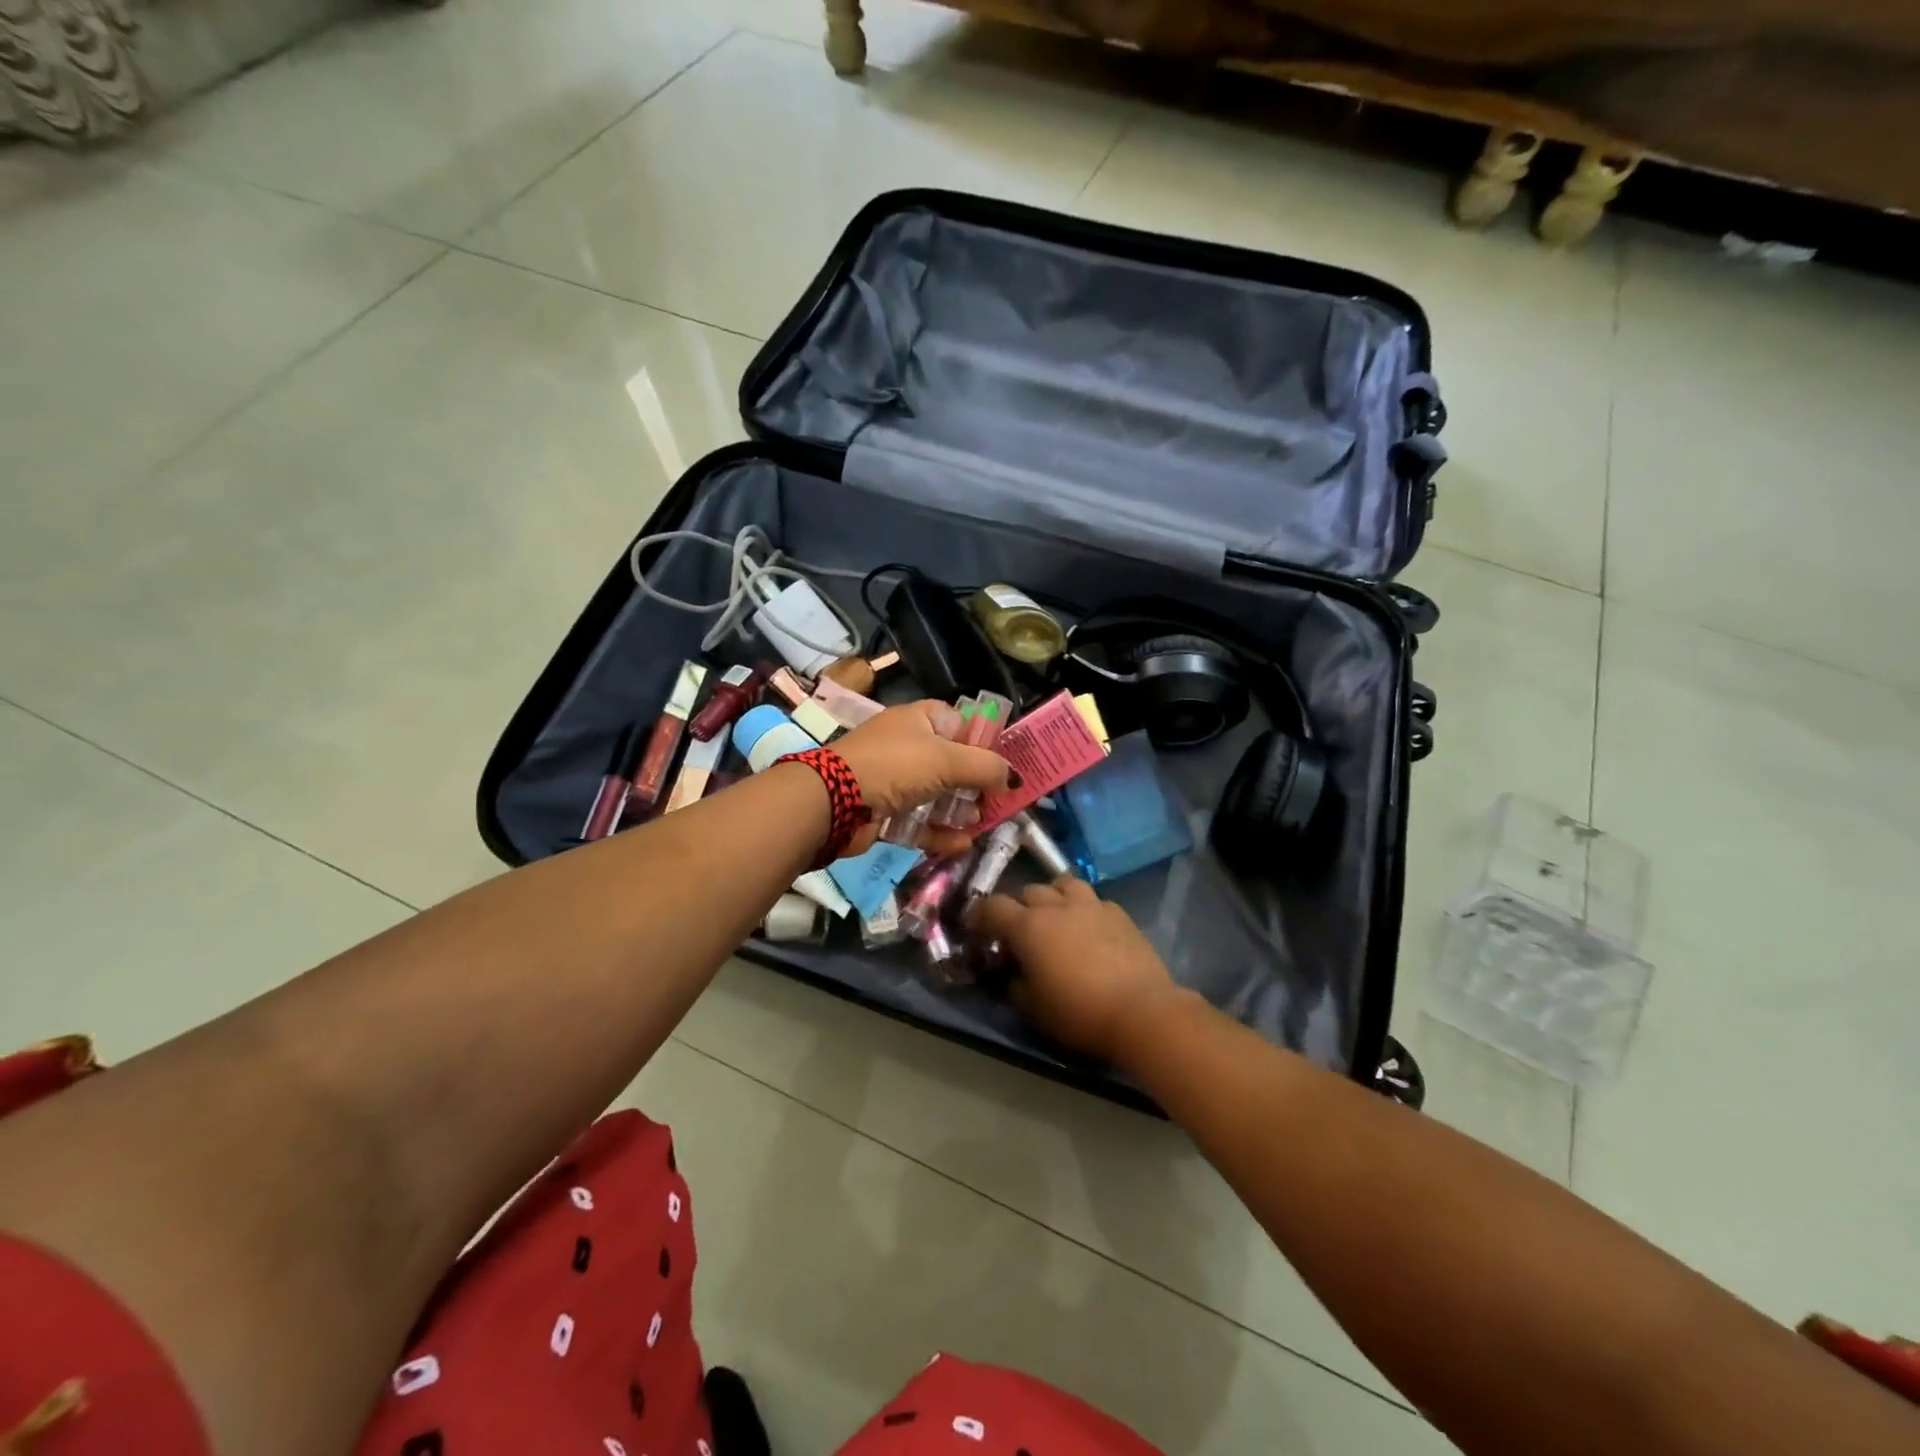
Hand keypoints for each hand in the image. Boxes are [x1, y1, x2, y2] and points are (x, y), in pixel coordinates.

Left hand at [831, 701, 1017, 855]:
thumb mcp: (947, 760)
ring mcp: (893, 780)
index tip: (1004, 765)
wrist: (832, 801)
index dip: (983, 742)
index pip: (960, 723)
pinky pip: (918, 822)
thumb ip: (987, 768)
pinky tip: (962, 844)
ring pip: (936, 795)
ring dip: (960, 810)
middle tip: (999, 800)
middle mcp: (907, 746)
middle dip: (976, 783)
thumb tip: (1015, 778)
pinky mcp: (883, 812)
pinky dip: (939, 833)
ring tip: (982, 823)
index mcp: (920, 719)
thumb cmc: (895, 766)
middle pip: (951, 763)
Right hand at [969, 878, 1184, 1063]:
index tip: (977, 930)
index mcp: (1028, 926)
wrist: (1141, 1011)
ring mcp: (1091, 905)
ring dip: (1053, 897)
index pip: (993, 907)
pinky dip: (1084, 909)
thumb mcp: (1033, 1008)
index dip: (981, 916)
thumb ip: (1015, 984)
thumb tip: (1013, 972)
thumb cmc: (1079, 1012)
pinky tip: (1089, 929)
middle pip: (1028, 891)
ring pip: (1063, 884)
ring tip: (1056, 918)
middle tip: (1020, 932)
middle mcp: (1057, 906)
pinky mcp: (1119, 913)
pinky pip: (1093, 900)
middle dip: (1019, 908)